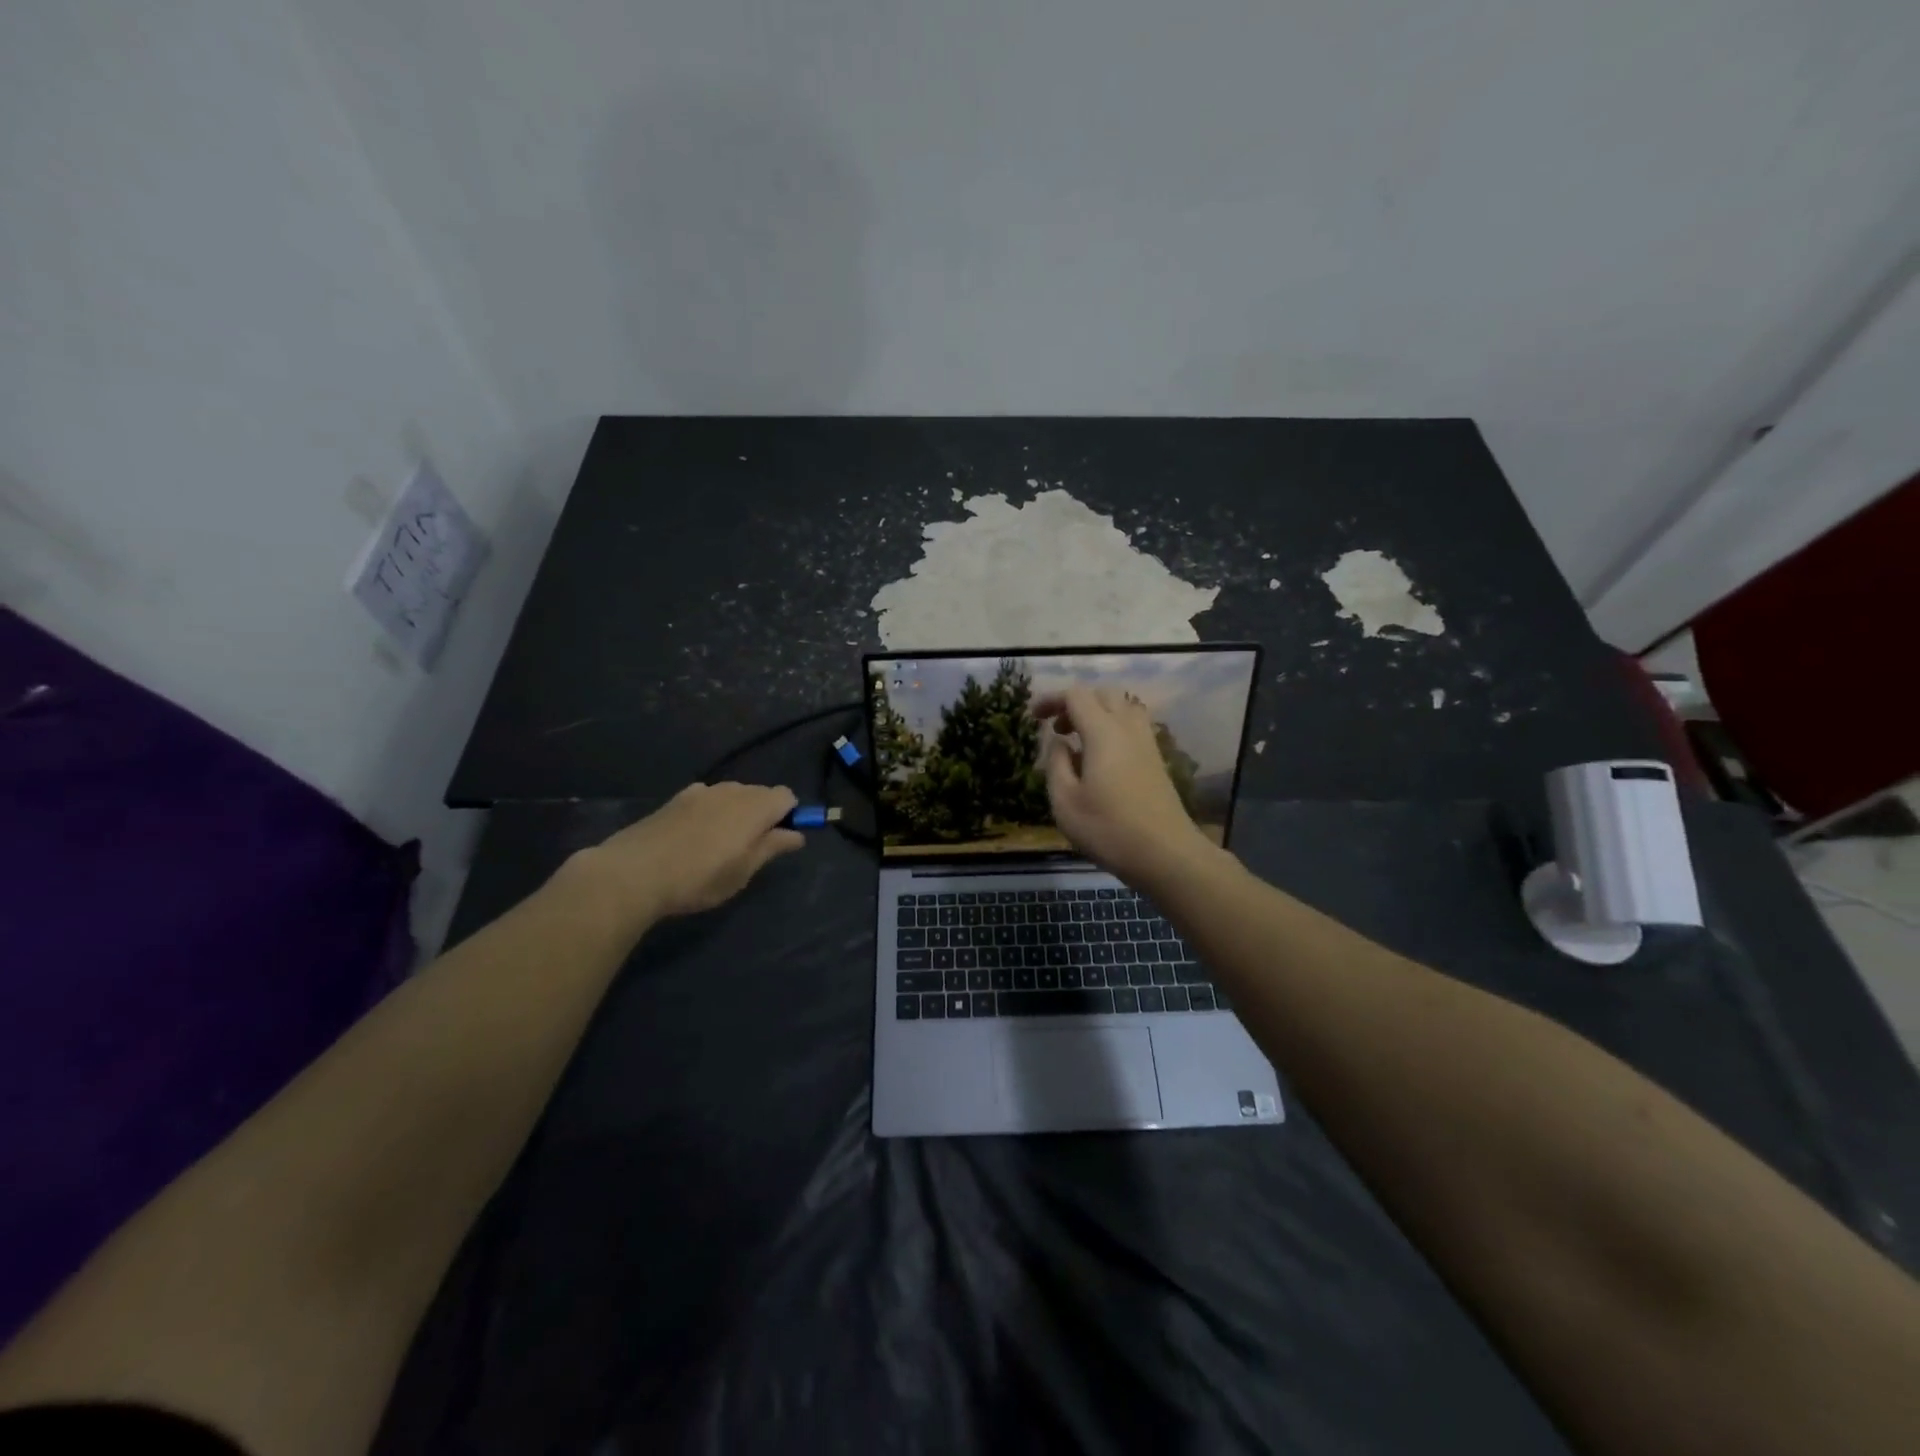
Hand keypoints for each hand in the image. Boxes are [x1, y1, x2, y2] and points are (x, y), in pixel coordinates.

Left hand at [564, 782, 804, 932]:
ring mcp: (701, 791)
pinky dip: (710, 812)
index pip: (787, 796)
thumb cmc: (699, 877)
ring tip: (719, 846)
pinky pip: (706, 799)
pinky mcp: (676, 799)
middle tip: (749, 850)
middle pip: (760, 793)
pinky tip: (694, 838)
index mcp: (755, 806)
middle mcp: (732, 790)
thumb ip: (772, 847)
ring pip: (732, 795)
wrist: (634, 872)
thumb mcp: (743, 871)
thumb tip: (797, 834)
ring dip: (735, 813)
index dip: (789, 816)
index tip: (778, 842)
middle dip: (763, 815)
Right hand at [1032, 687, 1223, 888]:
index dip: (1052, 699)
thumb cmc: (1108, 829)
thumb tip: (1059, 742)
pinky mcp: (1156, 760)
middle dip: (1076, 703)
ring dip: (1097, 714)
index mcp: (1103, 732)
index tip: (1033, 717)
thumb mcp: (1065, 801)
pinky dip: (1112, 729)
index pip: (1076, 695)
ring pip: (1123, 708)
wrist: (1166, 854)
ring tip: (1079, 741)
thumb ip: (1056, 764)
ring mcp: (1147, 743)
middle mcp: (1128, 728)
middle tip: (1057, 728)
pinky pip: (1133, 727)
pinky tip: (1100, 759)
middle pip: (1103, 694)